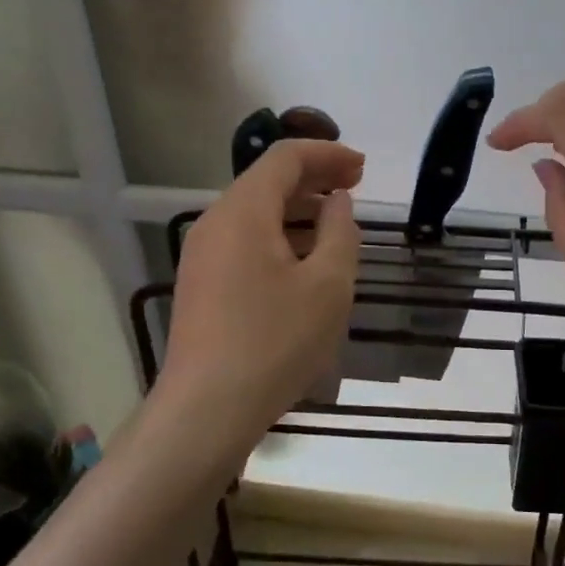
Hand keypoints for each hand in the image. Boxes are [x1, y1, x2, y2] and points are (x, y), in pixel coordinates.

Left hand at [160, 139, 362, 446]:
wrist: (206, 412)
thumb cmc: (275, 342)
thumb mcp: (328, 285)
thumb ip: (340, 232)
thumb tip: (337, 202)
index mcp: (243, 211)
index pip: (285, 157)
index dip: (327, 154)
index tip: (363, 168)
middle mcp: (215, 222)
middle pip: (266, 180)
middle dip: (314, 177)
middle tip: (355, 188)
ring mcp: (202, 254)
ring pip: (254, 211)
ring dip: (297, 207)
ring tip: (335, 222)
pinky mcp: (201, 283)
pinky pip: (243, 239)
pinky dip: (278, 234)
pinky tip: (303, 260)